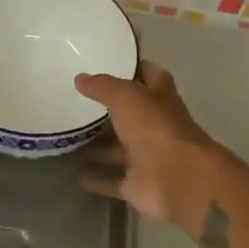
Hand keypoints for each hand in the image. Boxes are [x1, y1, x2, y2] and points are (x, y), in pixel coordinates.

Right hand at [75, 60, 213, 224]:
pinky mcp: (138, 184)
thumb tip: (80, 78)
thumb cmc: (156, 128)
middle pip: (131, 116)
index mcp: (160, 98)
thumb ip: (103, 86)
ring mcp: (148, 157)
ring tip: (69, 139)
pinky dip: (98, 179)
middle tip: (76, 103)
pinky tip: (76, 176)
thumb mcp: (126, 97)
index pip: (150, 76)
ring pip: (119, 150)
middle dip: (109, 111)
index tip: (109, 63)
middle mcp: (156, 126)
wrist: (179, 180)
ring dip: (99, 147)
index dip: (134, 68)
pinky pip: (113, 180)